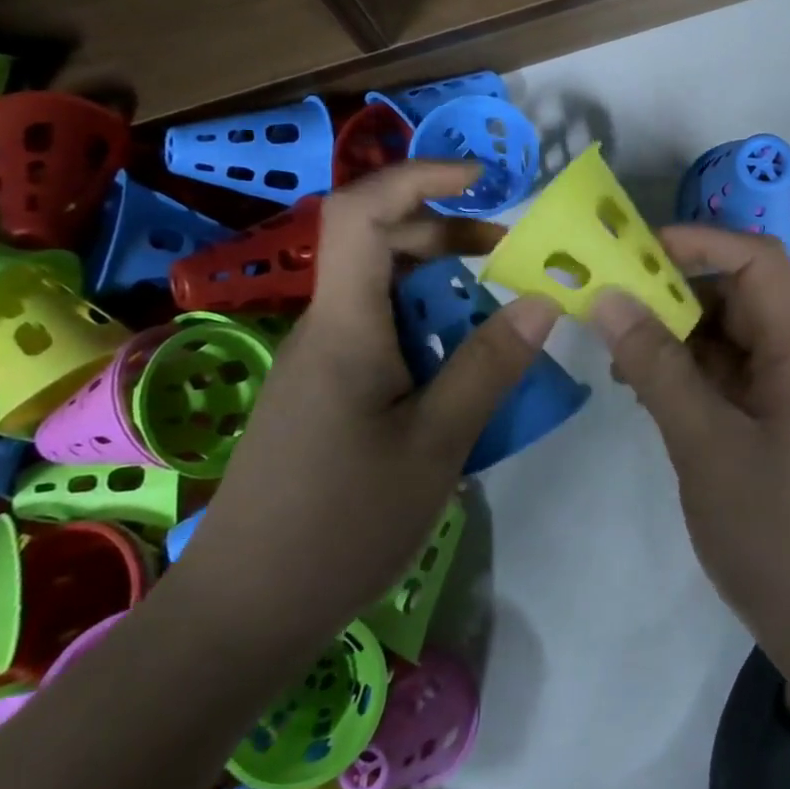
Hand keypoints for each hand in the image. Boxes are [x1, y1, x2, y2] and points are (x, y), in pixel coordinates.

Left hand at [172, 162, 561, 651]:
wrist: (246, 611)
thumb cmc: (341, 524)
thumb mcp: (436, 444)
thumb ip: (490, 365)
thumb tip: (543, 300)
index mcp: (345, 325)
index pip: (362, 213)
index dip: (417, 177)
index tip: (482, 179)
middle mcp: (327, 327)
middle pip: (377, 243)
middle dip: (447, 232)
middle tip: (509, 257)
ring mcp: (322, 361)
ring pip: (382, 290)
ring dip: (443, 285)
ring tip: (500, 315)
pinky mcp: (326, 392)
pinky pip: (381, 333)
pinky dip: (428, 328)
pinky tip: (462, 371)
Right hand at [591, 226, 789, 701]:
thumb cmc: (773, 534)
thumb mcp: (704, 445)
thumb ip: (657, 369)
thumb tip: (609, 300)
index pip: (759, 261)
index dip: (701, 243)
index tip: (635, 253)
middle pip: (739, 295)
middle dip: (675, 291)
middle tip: (611, 305)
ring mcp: (786, 395)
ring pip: (727, 337)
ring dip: (674, 336)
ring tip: (619, 357)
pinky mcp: (771, 425)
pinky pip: (725, 377)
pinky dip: (685, 373)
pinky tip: (644, 392)